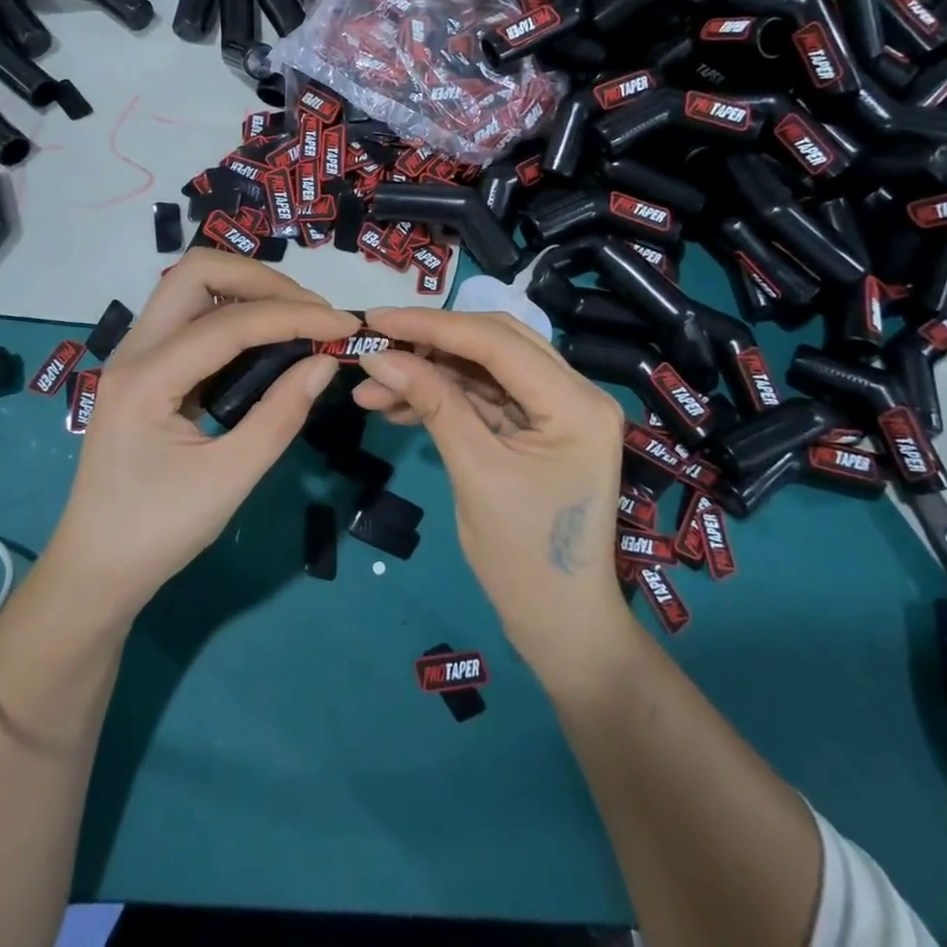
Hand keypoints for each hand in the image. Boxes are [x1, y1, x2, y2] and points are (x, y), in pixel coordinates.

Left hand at [37, 251, 357, 624]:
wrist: (96, 569)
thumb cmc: (158, 532)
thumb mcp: (229, 479)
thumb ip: (281, 415)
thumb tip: (325, 361)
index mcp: (147, 378)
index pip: (230, 322)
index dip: (293, 315)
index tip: (344, 324)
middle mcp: (134, 350)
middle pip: (197, 272)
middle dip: (263, 280)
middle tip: (312, 312)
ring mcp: (135, 354)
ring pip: (191, 286)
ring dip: (247, 289)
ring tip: (297, 319)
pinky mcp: (145, 366)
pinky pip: (190, 315)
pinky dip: (233, 310)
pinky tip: (266, 339)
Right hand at [352, 307, 632, 684]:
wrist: (561, 627)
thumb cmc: (525, 558)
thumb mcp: (475, 473)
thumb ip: (432, 403)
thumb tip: (378, 355)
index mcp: (575, 402)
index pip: (496, 342)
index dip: (432, 326)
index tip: (376, 319)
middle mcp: (574, 392)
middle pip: (494, 343)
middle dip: (430, 342)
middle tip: (375, 342)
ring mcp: (556, 410)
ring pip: (484, 369)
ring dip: (430, 373)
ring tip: (371, 386)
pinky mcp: (536, 428)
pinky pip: (484, 398)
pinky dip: (442, 398)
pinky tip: (395, 405)